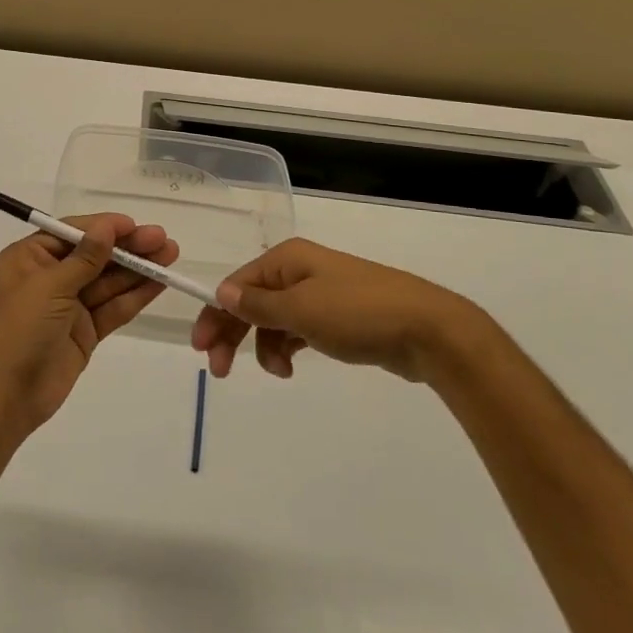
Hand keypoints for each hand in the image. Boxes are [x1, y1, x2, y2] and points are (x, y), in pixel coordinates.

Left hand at [0, 214, 178, 435]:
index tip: (136, 225)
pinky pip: (112, 308)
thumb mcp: (49, 287)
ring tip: (170, 255)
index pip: (72, 233)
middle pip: (94, 255)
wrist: (5, 396)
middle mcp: (49, 277)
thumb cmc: (19, 329)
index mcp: (29, 258)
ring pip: (107, 281)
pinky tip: (159, 282)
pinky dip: (135, 296)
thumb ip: (84, 258)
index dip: (105, 228)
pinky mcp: (84, 332)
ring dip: (137, 269)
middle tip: (164, 240)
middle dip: (128, 248)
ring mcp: (68, 306)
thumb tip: (106, 227)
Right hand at [192, 238, 480, 383]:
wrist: (429, 330)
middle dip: (234, 333)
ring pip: (275, 319)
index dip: (216, 314)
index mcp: (286, 259)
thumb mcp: (301, 309)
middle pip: (253, 301)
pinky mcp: (338, 317)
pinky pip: (298, 329)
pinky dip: (288, 346)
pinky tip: (291, 366)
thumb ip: (258, 305)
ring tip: (278, 372)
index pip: (237, 285)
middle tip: (220, 370)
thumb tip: (221, 293)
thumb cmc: (359, 313)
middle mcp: (299, 270)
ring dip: (265, 346)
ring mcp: (320, 293)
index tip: (202, 349)